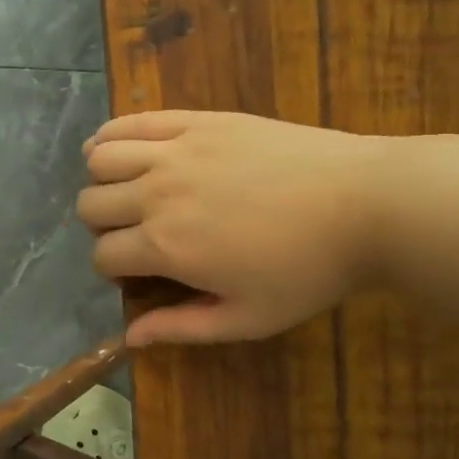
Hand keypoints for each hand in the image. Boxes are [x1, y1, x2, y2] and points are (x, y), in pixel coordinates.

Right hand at [78, 111, 386, 345]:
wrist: (367, 203)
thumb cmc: (309, 270)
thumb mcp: (247, 318)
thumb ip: (182, 327)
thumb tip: (129, 337)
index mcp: (166, 247)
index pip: (102, 256)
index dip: (113, 270)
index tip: (139, 273)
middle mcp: (157, 195)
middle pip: (91, 205)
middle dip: (102, 226)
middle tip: (135, 232)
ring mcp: (176, 151)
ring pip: (100, 158)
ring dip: (102, 180)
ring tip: (124, 190)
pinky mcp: (197, 122)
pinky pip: (132, 121)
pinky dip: (111, 136)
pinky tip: (115, 148)